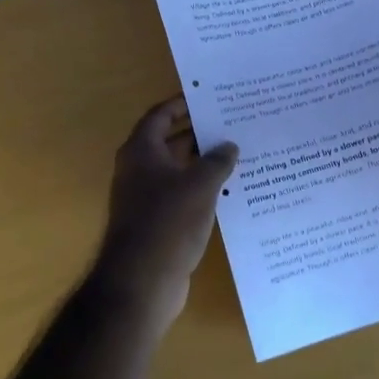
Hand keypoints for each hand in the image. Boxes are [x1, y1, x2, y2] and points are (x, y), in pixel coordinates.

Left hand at [94, 94, 237, 313]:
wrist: (142, 281)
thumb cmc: (168, 222)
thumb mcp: (199, 185)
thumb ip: (216, 161)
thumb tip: (229, 146)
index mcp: (141, 151)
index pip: (160, 115)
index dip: (182, 104)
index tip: (210, 98)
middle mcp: (139, 170)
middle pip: (169, 141)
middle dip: (199, 133)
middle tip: (233, 124)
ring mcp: (146, 198)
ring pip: (178, 170)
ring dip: (203, 163)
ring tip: (239, 154)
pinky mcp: (157, 222)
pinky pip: (181, 195)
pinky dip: (201, 189)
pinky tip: (230, 190)